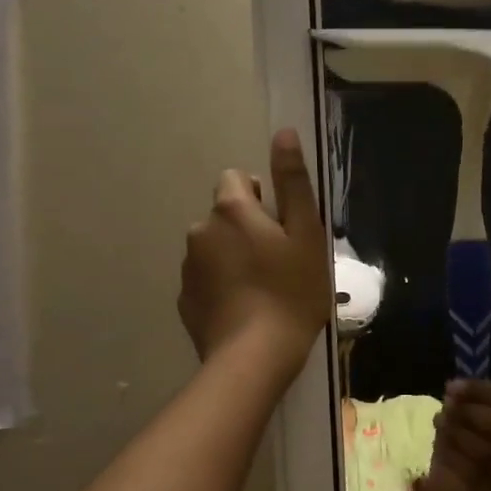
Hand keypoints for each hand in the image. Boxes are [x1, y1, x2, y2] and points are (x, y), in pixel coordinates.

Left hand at [178, 129, 331, 379]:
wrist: (255, 357)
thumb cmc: (292, 293)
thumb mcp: (306, 235)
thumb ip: (293, 182)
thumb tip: (283, 132)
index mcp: (231, 210)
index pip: (236, 178)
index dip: (261, 197)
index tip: (281, 227)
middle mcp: (200, 231)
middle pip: (224, 215)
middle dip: (246, 229)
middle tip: (278, 263)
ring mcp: (187, 268)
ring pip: (214, 248)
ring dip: (233, 258)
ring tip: (262, 291)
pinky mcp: (184, 301)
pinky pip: (205, 280)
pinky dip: (221, 287)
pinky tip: (243, 311)